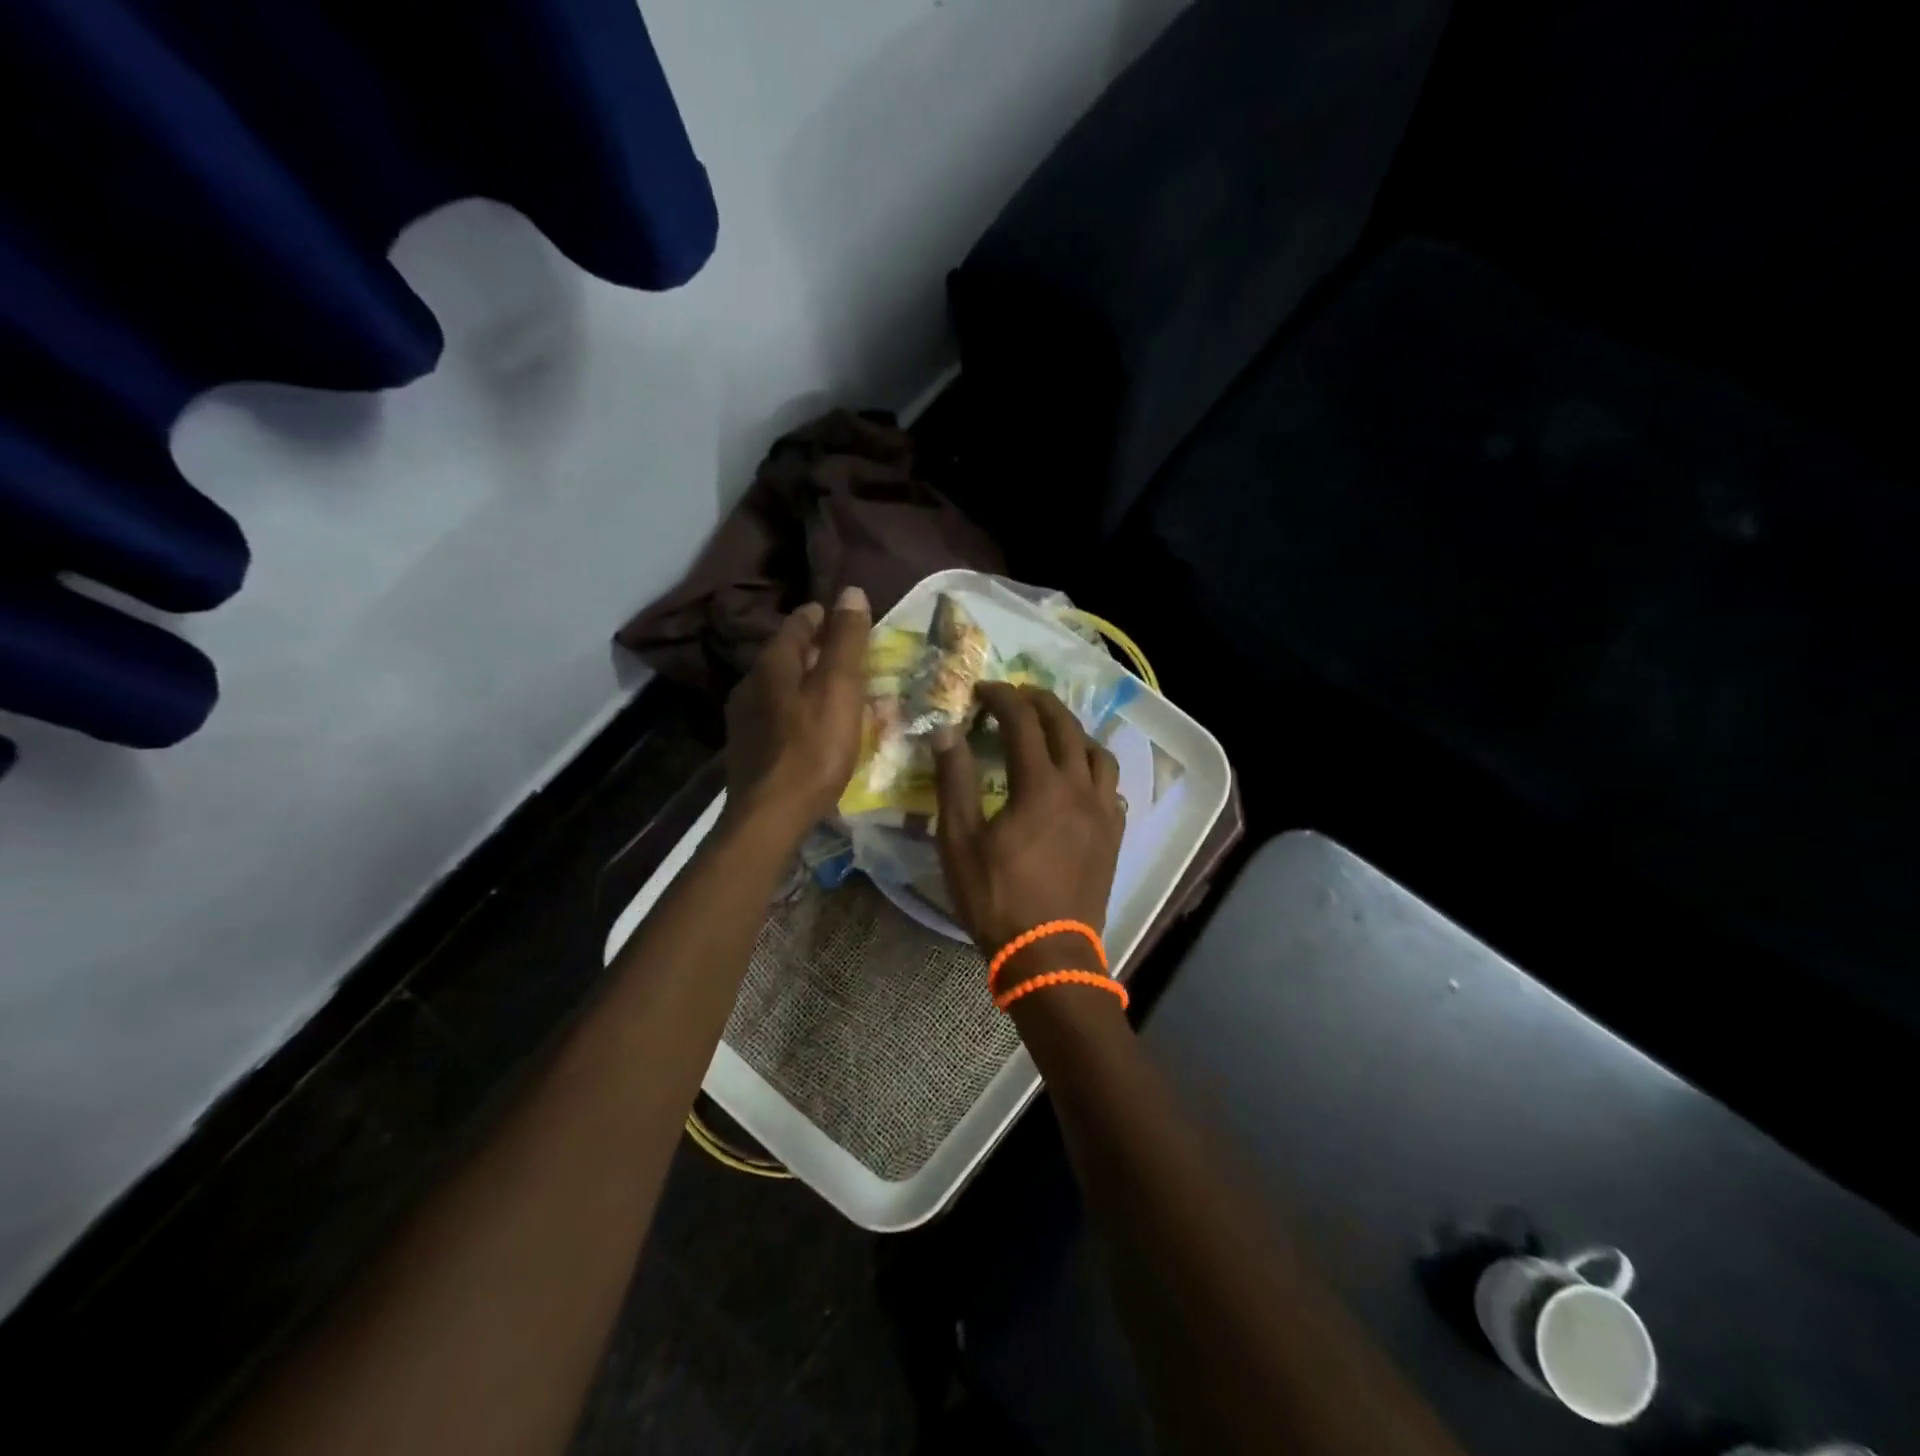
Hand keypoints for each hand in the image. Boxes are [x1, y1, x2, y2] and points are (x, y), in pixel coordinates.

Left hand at [723, 586, 870, 839]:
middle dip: (817, 651)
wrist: (770, 816)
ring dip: (807, 682)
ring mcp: (744, 718)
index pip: (799, 623)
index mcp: (772, 663)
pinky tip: (814, 727)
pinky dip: (798, 710)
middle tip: (851, 657)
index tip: (848, 619)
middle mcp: (751, 683)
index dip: (824, 617)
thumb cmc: (813, 748)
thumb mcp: (839, 689)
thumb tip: (850, 592)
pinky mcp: (748, 748)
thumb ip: (846, 641)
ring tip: (837, 692)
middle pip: (787, 654)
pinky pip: (778, 715)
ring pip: (781, 686)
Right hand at [934, 683, 1124, 979]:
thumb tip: (946, 732)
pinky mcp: (1113, 836)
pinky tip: (1078, 780)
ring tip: (1051, 732)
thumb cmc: (996, 898)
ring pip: (1097, 753)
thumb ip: (954, 781)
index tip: (982, 689)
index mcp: (1040, 784)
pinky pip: (1110, 787)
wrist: (1047, 954)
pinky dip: (1092, 769)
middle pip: (1066, 726)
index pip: (1022, 721)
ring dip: (1073, 732)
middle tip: (1016, 696)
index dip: (1001, 698)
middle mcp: (1079, 787)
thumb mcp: (959, 841)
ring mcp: (1102, 812)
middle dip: (1039, 703)